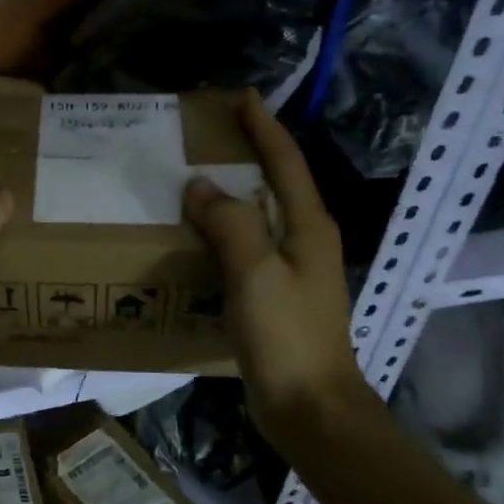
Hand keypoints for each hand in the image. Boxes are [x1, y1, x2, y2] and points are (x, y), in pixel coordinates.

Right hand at [183, 90, 367, 437]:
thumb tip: (200, 186)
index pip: (285, 162)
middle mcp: (304, 240)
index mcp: (307, 226)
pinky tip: (195, 236)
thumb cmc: (287, 337)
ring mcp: (291, 270)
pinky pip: (246, 247)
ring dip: (231, 192)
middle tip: (206, 135)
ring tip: (193, 178)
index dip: (264, 127)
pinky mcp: (274, 295)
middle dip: (247, 153)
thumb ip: (230, 225)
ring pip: (259, 215)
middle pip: (276, 183)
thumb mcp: (256, 275)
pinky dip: (223, 230)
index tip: (241, 97)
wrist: (309, 407)